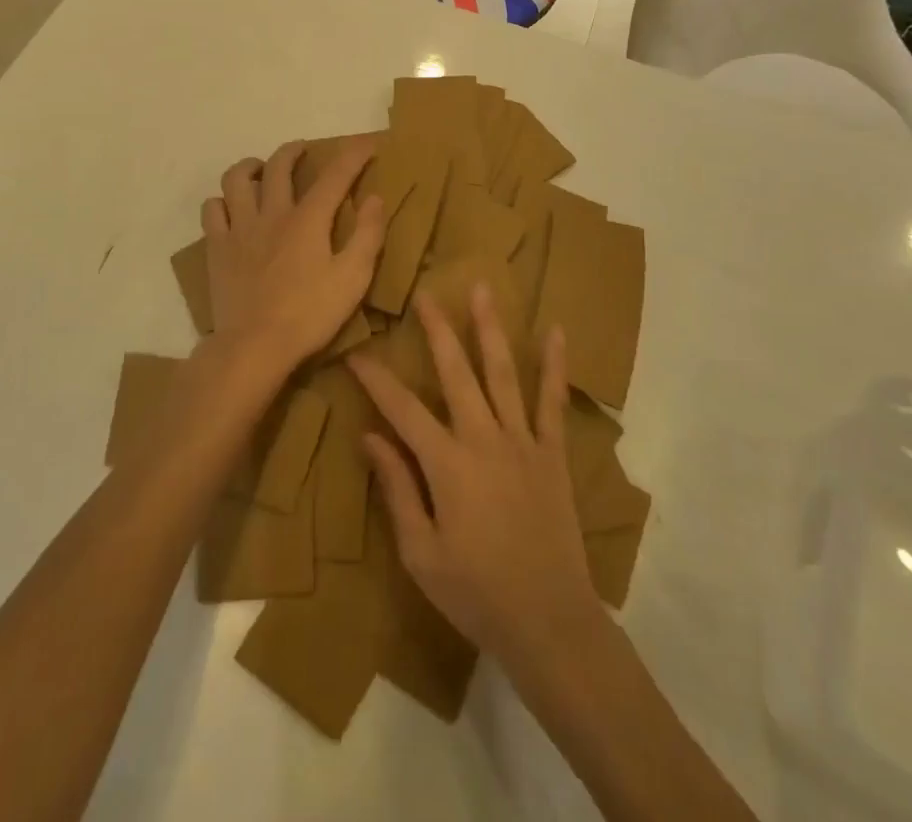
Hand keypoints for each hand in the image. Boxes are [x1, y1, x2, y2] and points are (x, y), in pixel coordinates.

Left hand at [200, 138, 386, 381]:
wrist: (254, 346)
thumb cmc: (310, 315)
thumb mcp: (353, 279)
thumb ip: (367, 235)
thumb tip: (374, 198)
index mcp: (308, 220)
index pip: (335, 175)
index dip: (353, 154)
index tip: (367, 142)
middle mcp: (272, 213)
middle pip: (279, 166)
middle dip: (294, 151)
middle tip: (303, 151)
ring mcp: (239, 229)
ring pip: (236, 179)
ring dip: (249, 167)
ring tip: (258, 170)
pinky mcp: (217, 248)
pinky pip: (211, 210)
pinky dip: (221, 201)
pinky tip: (230, 209)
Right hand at [349, 287, 601, 672]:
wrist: (550, 623)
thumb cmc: (476, 593)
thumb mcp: (420, 552)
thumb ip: (397, 488)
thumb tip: (369, 436)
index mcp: (446, 463)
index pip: (401, 408)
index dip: (375, 378)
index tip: (356, 352)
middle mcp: (483, 438)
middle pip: (455, 371)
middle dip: (436, 329)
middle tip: (424, 293)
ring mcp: (522, 441)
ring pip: (502, 372)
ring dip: (489, 328)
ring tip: (481, 288)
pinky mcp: (552, 453)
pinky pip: (553, 401)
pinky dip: (554, 366)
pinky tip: (555, 331)